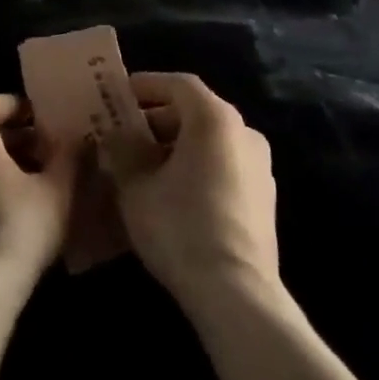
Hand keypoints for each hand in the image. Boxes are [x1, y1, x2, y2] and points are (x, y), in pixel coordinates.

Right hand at [102, 72, 279, 307]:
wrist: (237, 295)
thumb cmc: (181, 227)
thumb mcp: (135, 186)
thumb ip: (121, 151)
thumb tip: (113, 137)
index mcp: (215, 118)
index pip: (178, 84)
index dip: (146, 85)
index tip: (119, 95)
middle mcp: (244, 132)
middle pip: (195, 111)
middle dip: (157, 119)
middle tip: (125, 134)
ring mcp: (260, 167)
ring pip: (210, 141)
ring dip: (176, 145)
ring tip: (144, 166)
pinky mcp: (265, 200)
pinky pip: (224, 166)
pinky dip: (197, 167)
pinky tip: (172, 194)